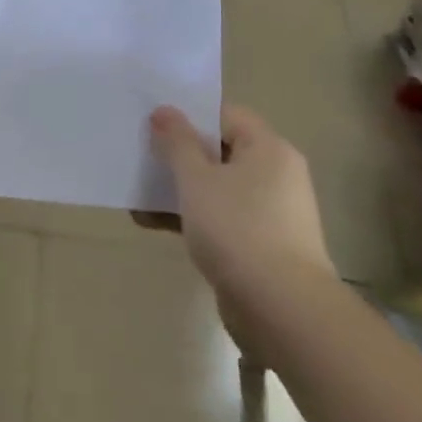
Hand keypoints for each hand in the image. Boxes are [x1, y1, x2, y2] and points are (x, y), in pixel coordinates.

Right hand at [147, 103, 334, 299]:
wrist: (283, 312)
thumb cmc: (238, 229)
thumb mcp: (196, 178)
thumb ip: (177, 141)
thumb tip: (164, 110)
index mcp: (269, 148)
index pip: (226, 115)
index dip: (190, 115)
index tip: (155, 122)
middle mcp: (276, 175)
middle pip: (220, 152)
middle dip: (180, 155)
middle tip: (143, 154)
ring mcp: (272, 214)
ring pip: (217, 188)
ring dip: (180, 190)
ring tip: (138, 193)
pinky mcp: (263, 248)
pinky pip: (222, 220)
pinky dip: (192, 219)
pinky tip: (151, 224)